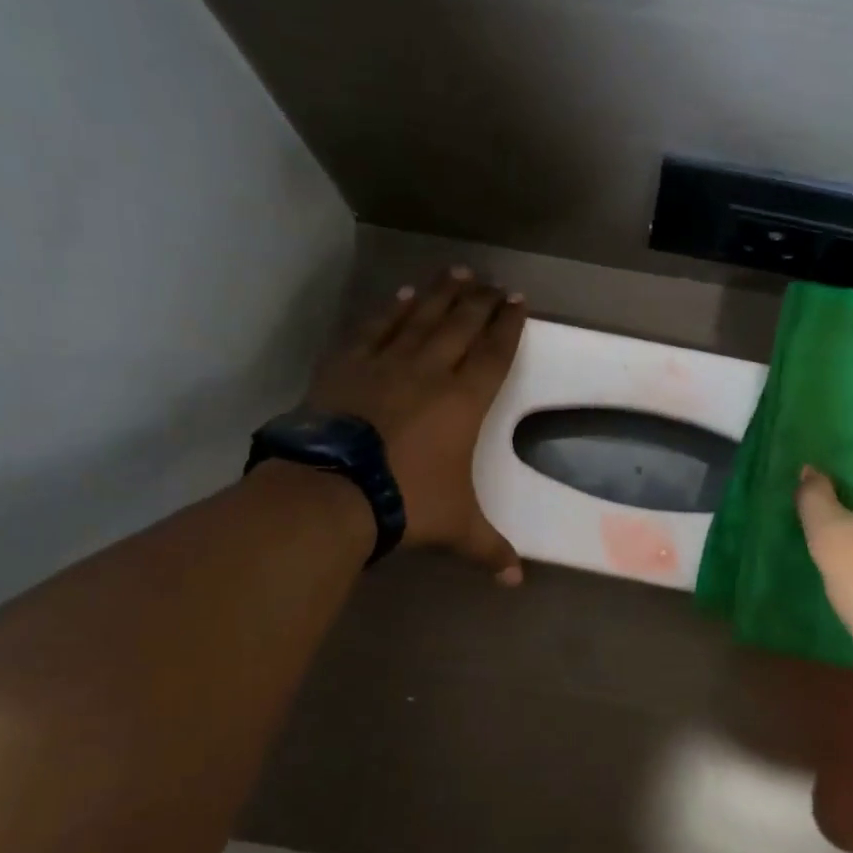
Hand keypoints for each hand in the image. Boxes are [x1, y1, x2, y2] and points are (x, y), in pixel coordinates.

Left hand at [307, 267, 527, 582]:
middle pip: (461, 324)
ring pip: (421, 317)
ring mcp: (386, 363)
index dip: (509, 326)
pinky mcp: (348, 364)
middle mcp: (430, 371)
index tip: (518, 301)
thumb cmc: (406, 502)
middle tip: (493, 281)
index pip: (494, 354)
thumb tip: (516, 581)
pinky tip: (401, 297)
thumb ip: (489, 548)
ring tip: (457, 271)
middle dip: (481, 300)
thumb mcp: (456, 528)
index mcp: (464, 402)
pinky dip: (391, 310)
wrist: (333, 490)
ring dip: (441, 293)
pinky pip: (375, 328)